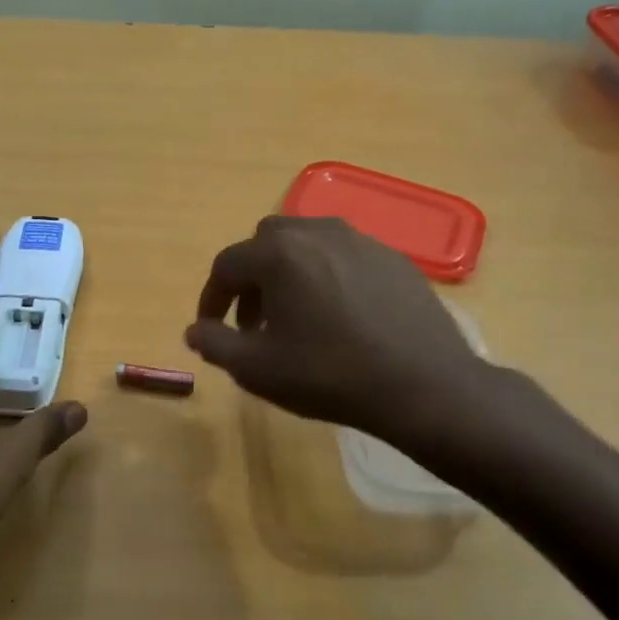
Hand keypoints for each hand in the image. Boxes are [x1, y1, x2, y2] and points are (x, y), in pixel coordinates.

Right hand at [186, 217, 498, 443]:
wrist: (425, 386)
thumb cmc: (330, 376)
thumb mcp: (257, 369)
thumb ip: (215, 344)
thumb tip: (193, 330)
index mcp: (279, 253)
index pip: (226, 266)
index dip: (211, 298)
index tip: (212, 329)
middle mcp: (316, 232)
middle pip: (265, 244)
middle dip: (250, 280)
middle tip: (254, 321)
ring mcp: (359, 240)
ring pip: (306, 244)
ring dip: (287, 273)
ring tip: (295, 316)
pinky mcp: (392, 257)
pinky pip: (342, 255)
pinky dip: (325, 275)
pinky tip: (338, 314)